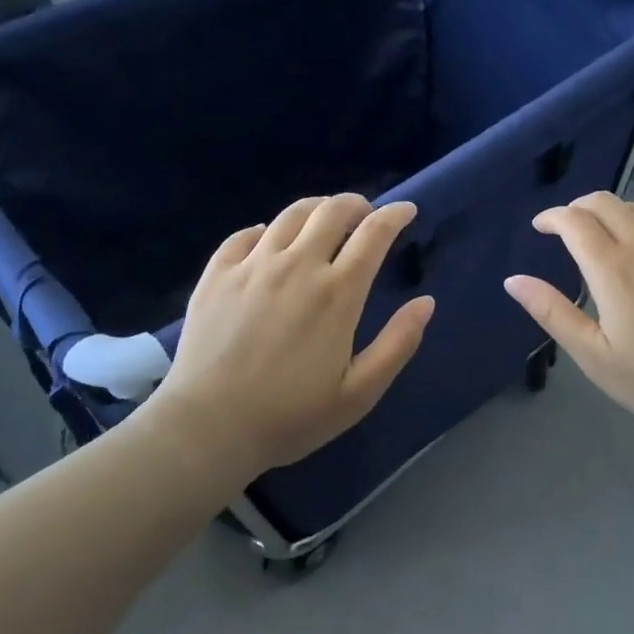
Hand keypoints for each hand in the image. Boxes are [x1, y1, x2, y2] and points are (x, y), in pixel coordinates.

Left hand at [142, 195, 434, 474]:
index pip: (374, 234)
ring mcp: (253, 266)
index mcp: (337, 293)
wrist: (207, 429)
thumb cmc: (290, 416)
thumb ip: (397, 344)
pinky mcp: (217, 274)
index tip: (406, 210)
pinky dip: (267, 230)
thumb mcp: (359, 393)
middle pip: (332, 211)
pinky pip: (246, 234)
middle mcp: (297, 266)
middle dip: (356, 204)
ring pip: (291, 215)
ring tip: (323, 220)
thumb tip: (426, 302)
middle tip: (365, 216)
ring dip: (316, 209)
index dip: (395, 215)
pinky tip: (270, 241)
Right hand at [504, 193, 633, 435]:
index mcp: (613, 268)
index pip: (574, 220)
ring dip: (611, 214)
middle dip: (577, 207)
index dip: (552, 217)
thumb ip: (553, 313)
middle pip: (604, 201)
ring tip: (604, 238)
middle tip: (566, 229)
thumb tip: (513, 280)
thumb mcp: (596, 357)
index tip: (540, 227)